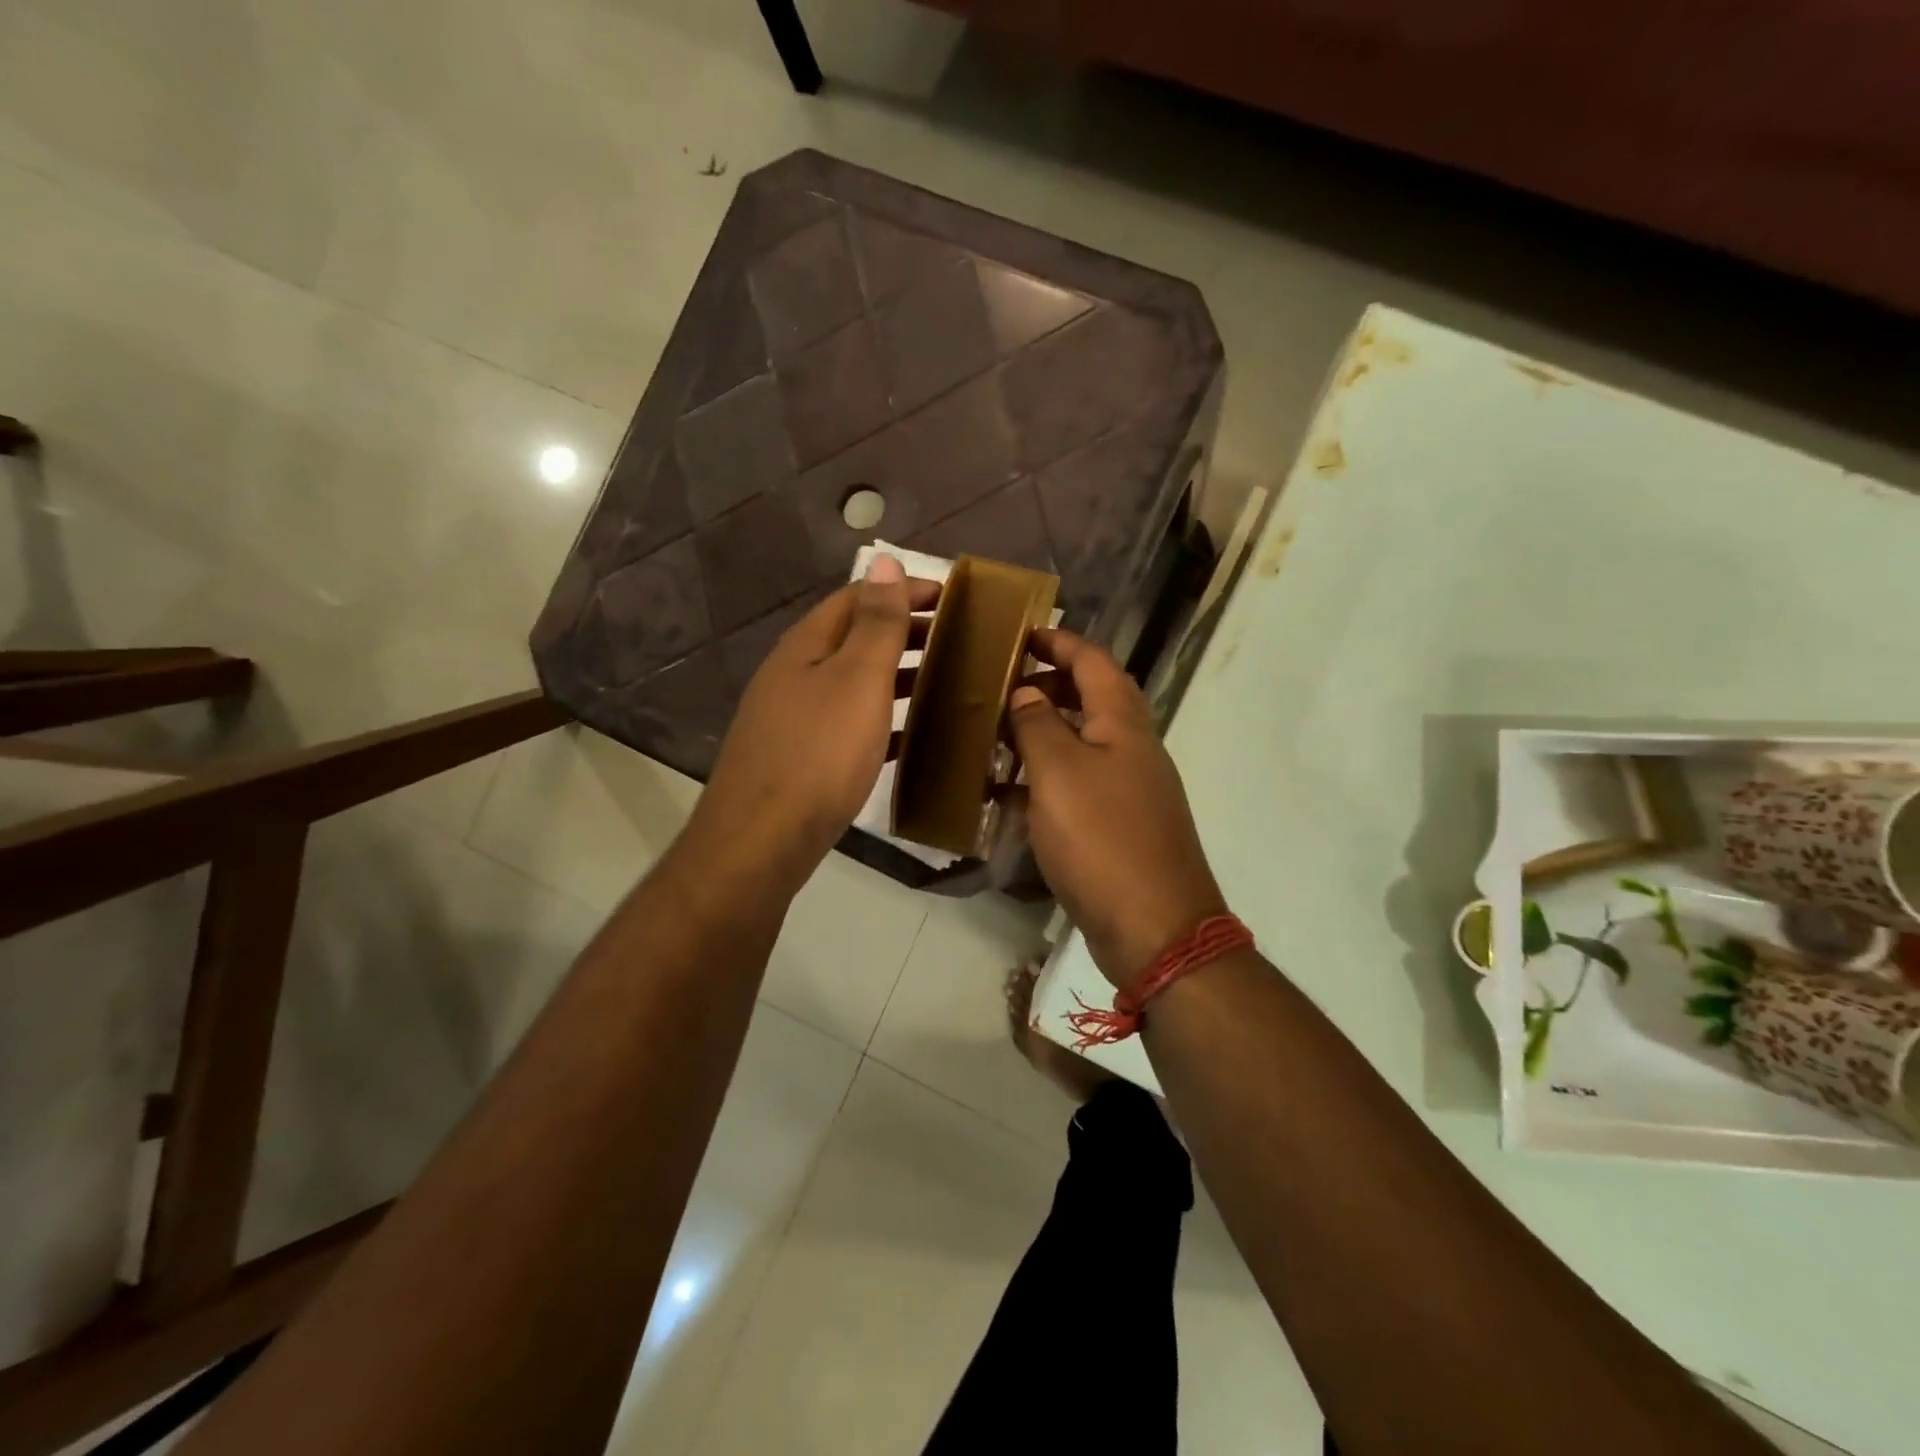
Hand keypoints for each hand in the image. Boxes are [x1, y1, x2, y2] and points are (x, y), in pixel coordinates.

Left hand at [691, 554, 937, 885]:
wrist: (762, 840)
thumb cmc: (818, 754)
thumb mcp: (856, 679)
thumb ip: (875, 623)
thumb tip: (882, 558)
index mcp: (806, 646)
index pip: (857, 598)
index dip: (902, 590)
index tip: (952, 598)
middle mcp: (795, 675)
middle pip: (854, 638)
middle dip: (905, 632)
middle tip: (958, 640)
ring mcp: (795, 718)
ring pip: (854, 683)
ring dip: (898, 676)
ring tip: (946, 682)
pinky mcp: (802, 758)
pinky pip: (851, 724)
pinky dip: (885, 720)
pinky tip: (914, 736)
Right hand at [1007, 629, 1226, 985]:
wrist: (1155, 928)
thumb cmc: (1103, 839)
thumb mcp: (1059, 772)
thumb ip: (1038, 725)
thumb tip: (1025, 694)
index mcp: (1124, 724)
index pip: (1094, 661)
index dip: (1059, 642)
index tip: (1020, 634)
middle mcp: (1132, 749)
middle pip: (1091, 700)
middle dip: (1047, 687)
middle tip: (999, 689)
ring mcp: (1129, 790)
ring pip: (1081, 745)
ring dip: (1042, 735)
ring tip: (994, 738)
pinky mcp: (1118, 827)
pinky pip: (1077, 786)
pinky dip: (1045, 781)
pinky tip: (1009, 795)